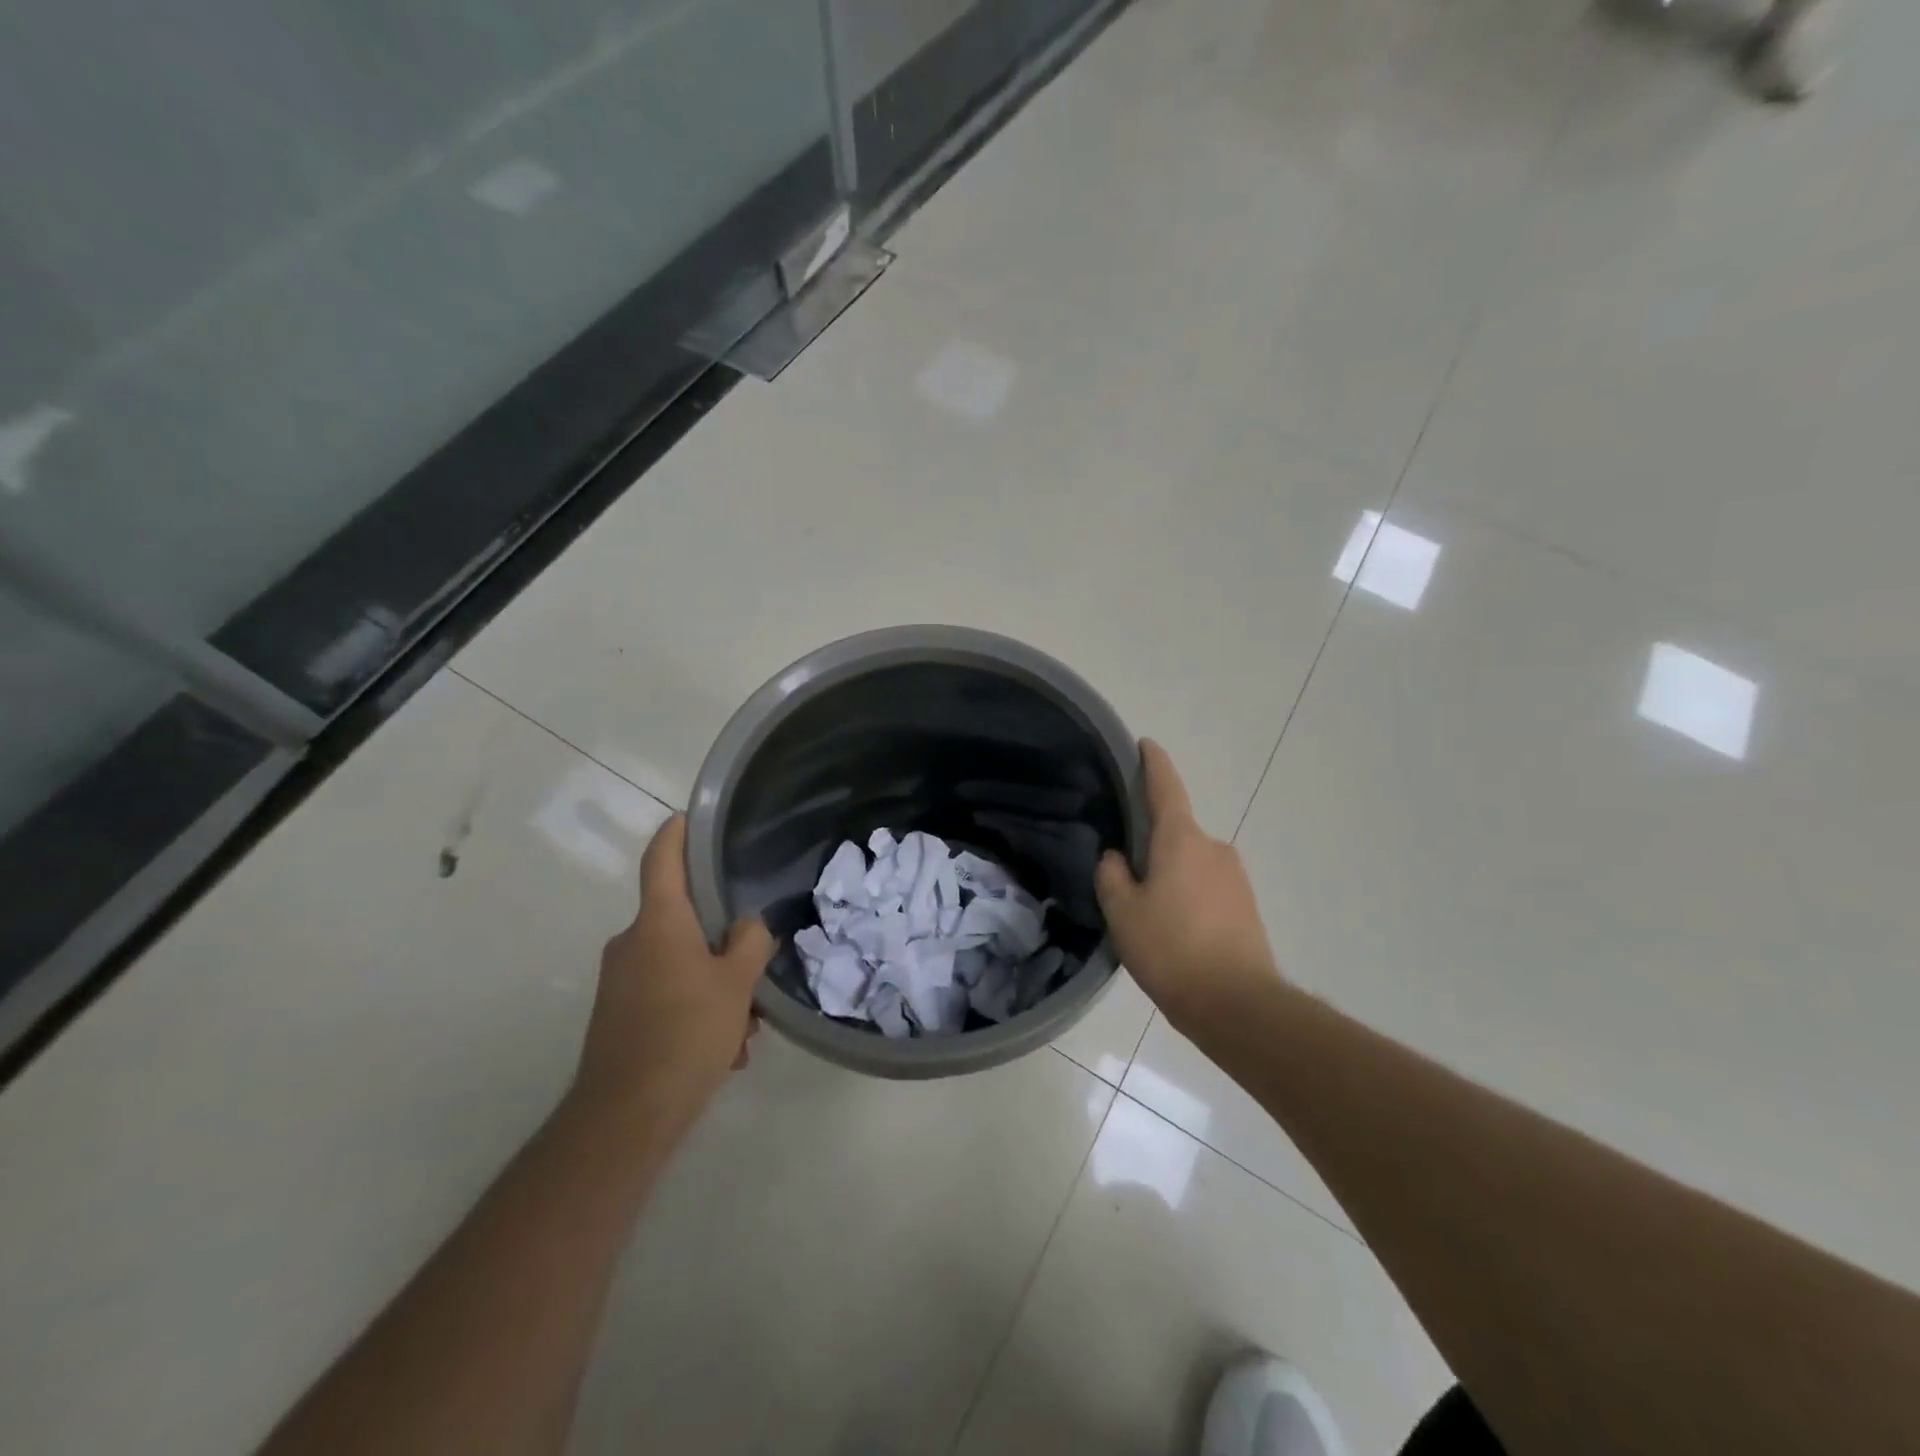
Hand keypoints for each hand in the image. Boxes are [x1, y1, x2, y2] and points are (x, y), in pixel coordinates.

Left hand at [571, 815, 773, 1133]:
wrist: (626, 1116)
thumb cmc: (686, 1033)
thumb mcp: (737, 984)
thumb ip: (750, 944)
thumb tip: (748, 927)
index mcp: (659, 923)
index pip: (663, 860)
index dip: (677, 833)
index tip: (691, 816)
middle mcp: (632, 942)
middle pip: (682, 920)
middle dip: (722, 943)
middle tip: (754, 970)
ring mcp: (620, 980)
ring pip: (680, 964)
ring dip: (715, 986)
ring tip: (742, 1029)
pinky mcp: (617, 1014)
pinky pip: (666, 994)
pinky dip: (695, 1009)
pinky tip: (721, 1049)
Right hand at [1095, 740, 1283, 1035]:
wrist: (1238, 1005)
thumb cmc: (1171, 950)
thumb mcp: (1122, 912)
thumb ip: (1112, 876)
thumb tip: (1117, 859)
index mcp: (1182, 839)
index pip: (1165, 788)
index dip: (1153, 763)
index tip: (1146, 744)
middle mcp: (1214, 848)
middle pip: (1176, 833)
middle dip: (1152, 845)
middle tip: (1126, 877)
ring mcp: (1236, 877)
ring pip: (1191, 864)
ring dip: (1171, 877)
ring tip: (1149, 916)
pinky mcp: (1247, 906)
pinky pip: (1207, 888)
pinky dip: (1189, 898)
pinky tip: (1175, 932)